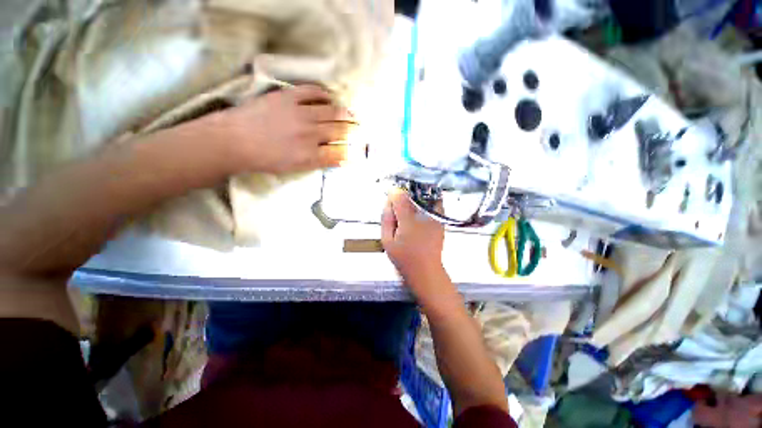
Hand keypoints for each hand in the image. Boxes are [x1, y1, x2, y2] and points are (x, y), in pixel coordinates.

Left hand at [211, 85, 355, 173]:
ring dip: (345, 113)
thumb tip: (336, 157)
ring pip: (332, 112)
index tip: (358, 150)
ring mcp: (300, 114)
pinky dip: (325, 94)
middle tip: (360, 128)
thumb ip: (318, 162)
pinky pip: (314, 92)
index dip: (352, 152)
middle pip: (340, 130)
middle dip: (353, 130)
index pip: (340, 153)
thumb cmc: (264, 159)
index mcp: (310, 156)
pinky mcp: (289, 97)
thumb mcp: (294, 168)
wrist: (234, 141)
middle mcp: (310, 135)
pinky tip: (330, 97)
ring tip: (351, 113)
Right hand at [381, 187, 446, 289]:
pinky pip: (434, 202)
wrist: (426, 270)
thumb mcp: (387, 240)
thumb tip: (388, 202)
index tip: (390, 198)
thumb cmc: (404, 258)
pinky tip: (419, 214)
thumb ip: (386, 218)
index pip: (400, 195)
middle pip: (412, 193)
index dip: (393, 194)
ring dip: (414, 198)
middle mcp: (423, 215)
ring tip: (409, 211)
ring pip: (424, 195)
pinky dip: (425, 203)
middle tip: (398, 208)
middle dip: (403, 196)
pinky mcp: (441, 220)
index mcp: (408, 220)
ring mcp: (434, 216)